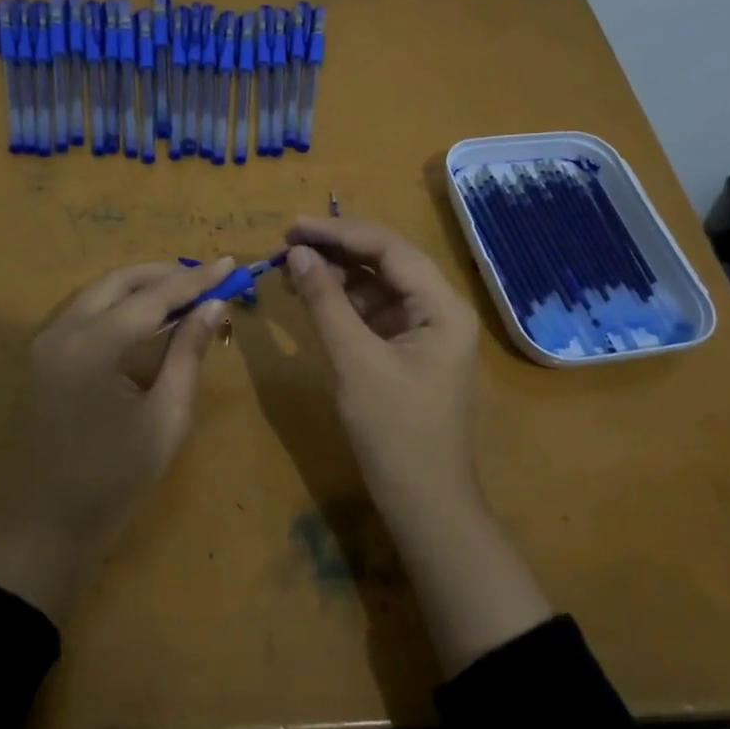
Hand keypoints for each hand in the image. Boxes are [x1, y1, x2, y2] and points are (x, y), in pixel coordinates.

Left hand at [0, 260, 229, 620]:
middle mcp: (63, 331)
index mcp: (93, 347)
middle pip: (119, 282)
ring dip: (140, 285)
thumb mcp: (166, 418)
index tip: (230, 263)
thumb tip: (213, 306)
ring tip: (183, 291)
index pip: (153, 297)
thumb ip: (188, 354)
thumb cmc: (115, 478)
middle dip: (165, 274)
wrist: (48, 523)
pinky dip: (117, 303)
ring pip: (98, 292)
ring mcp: (46, 342)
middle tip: (208, 277)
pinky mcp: (42, 356)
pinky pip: (83, 311)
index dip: (195, 281)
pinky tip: (145, 314)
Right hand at [283, 217, 479, 498]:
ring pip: (376, 285)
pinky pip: (371, 312)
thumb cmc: (395, 431)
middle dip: (337, 249)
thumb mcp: (354, 362)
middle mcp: (438, 308)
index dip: (340, 232)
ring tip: (292, 266)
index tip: (293, 226)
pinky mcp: (405, 350)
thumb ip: (325, 302)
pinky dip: (341, 302)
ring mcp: (422, 330)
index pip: (390, 248)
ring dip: (336, 274)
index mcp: (442, 306)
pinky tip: (312, 296)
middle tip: (287, 242)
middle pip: (386, 261)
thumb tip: (297, 253)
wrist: (422, 502)